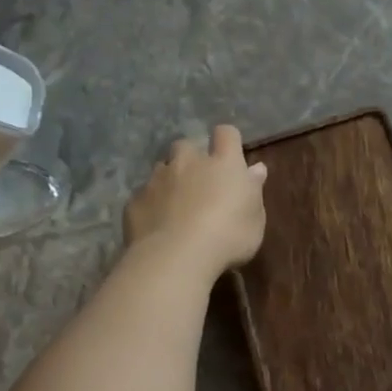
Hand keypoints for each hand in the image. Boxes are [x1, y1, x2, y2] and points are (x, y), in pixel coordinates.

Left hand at [123, 125, 267, 274]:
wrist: (176, 257)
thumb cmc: (229, 236)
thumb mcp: (255, 219)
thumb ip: (253, 190)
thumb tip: (256, 169)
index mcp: (223, 164)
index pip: (226, 134)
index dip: (228, 140)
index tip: (231, 154)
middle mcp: (188, 163)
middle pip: (186, 145)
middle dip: (191, 157)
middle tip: (200, 180)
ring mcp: (157, 180)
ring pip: (162, 168)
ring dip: (170, 179)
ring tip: (177, 203)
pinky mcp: (135, 200)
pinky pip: (144, 195)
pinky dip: (152, 204)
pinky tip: (158, 224)